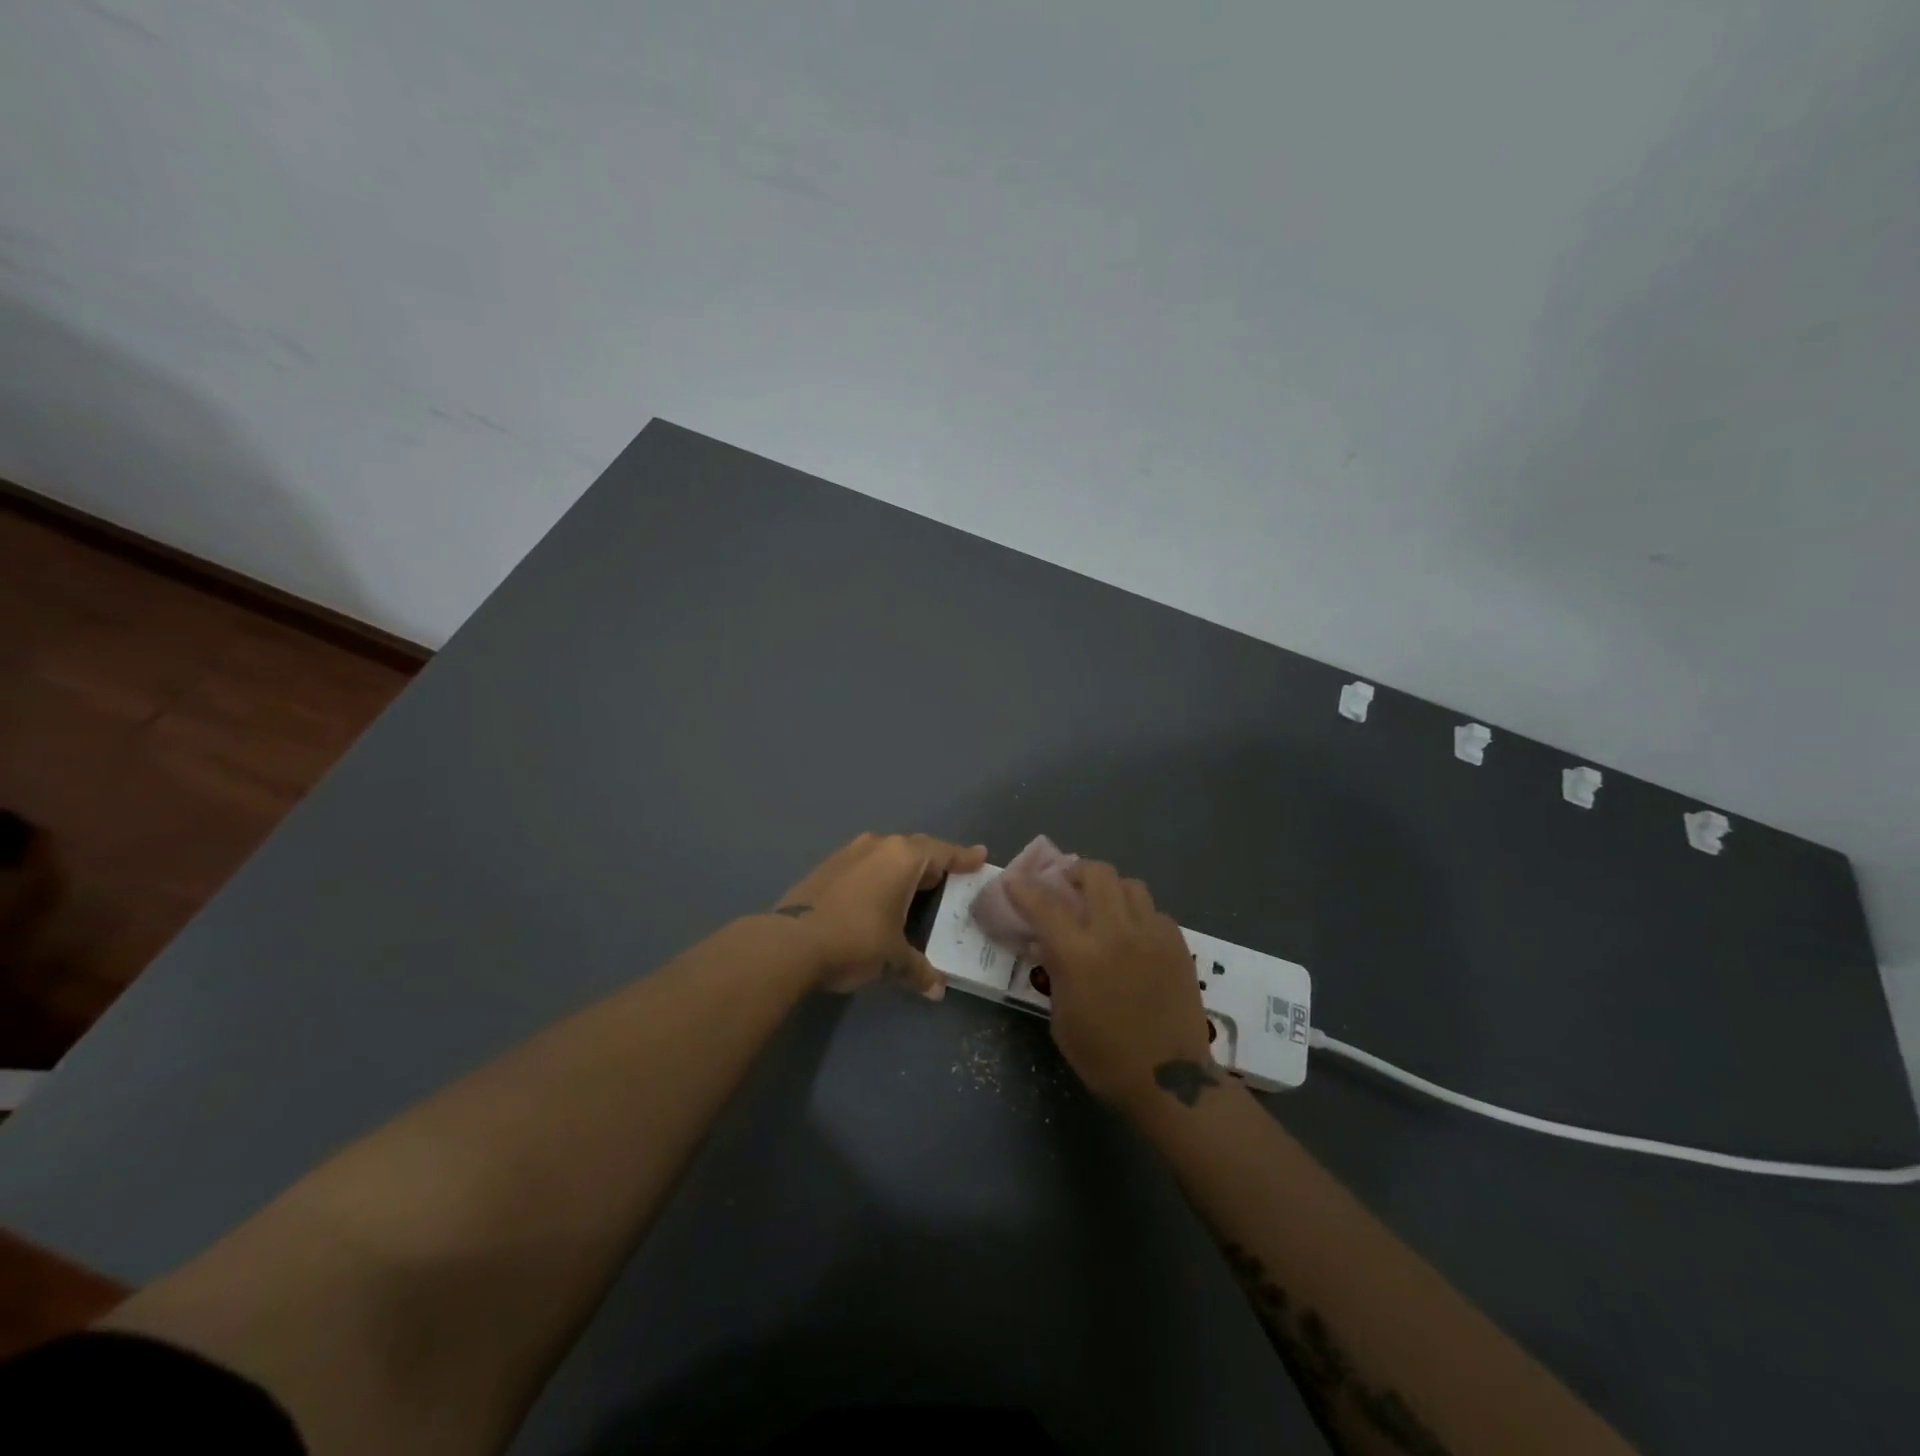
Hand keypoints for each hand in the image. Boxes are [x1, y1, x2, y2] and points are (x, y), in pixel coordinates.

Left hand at [772, 833, 988, 998]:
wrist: (790, 943)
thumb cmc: (855, 940)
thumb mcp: (893, 959)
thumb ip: (918, 970)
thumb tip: (937, 990)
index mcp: (903, 858)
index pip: (943, 853)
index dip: (964, 857)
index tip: (981, 856)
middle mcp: (878, 846)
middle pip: (916, 849)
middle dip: (934, 863)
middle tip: (951, 876)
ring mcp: (849, 853)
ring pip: (887, 853)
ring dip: (903, 868)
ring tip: (916, 886)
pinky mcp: (827, 866)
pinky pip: (866, 864)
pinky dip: (879, 875)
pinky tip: (878, 895)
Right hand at [1007, 861, 1214, 1109]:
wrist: (1169, 1080)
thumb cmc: (1104, 1057)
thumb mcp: (1061, 1017)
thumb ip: (1054, 969)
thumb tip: (1047, 941)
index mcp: (1079, 954)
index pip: (1043, 902)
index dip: (1023, 886)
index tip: (1014, 881)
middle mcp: (1115, 932)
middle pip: (1095, 873)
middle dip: (1075, 873)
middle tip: (1066, 887)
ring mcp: (1151, 934)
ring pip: (1129, 884)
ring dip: (1109, 889)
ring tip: (1102, 907)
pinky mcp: (1177, 943)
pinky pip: (1153, 910)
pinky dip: (1136, 914)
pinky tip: (1132, 935)